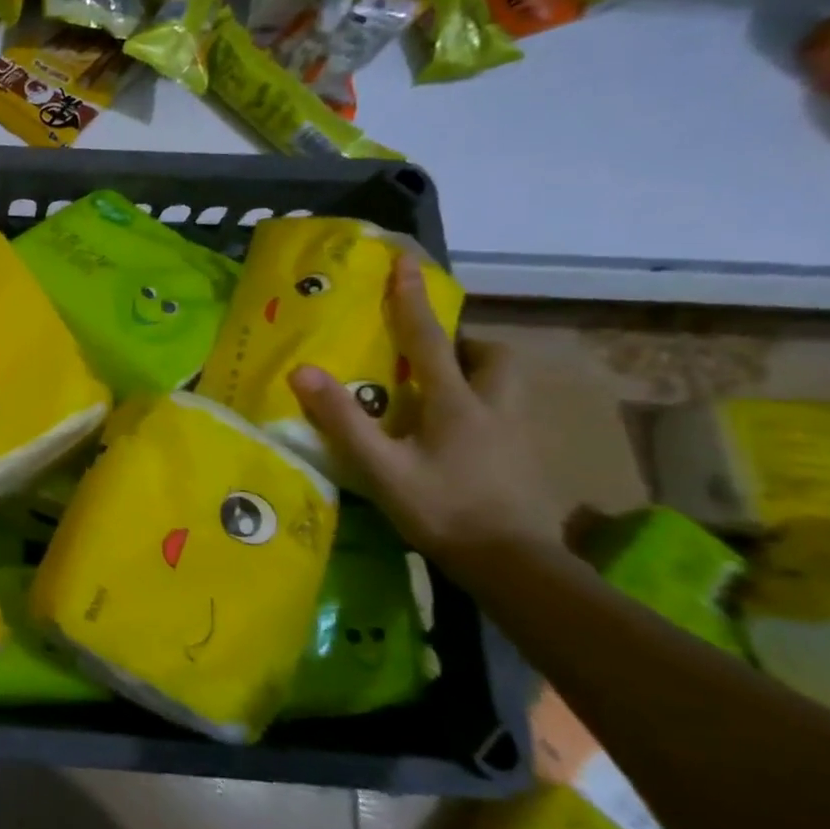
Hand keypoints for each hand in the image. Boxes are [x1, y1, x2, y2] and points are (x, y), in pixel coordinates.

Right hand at [288, 254, 561, 569]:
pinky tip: (460, 435)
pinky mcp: (526, 457)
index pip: (428, 339)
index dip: (412, 300)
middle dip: (464, 343)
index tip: (405, 262)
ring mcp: (517, 432)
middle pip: (491, 355)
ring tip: (443, 390)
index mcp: (455, 403)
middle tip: (432, 354)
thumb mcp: (381, 468)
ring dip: (478, 371)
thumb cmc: (442, 511)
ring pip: (506, 382)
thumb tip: (302, 371)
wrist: (514, 565)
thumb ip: (343, 420)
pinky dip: (483, 405)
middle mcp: (494, 407)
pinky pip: (506, 411)